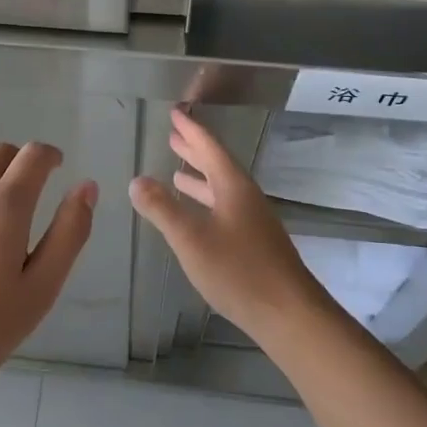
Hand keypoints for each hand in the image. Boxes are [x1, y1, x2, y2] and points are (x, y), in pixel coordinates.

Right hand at [128, 110, 325, 344]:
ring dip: (200, 177)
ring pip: (222, 188)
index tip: (175, 113)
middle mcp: (246, 197)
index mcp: (233, 187)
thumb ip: (162, 209)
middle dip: (195, 150)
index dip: (190, 130)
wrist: (289, 314)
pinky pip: (225, 207)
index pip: (209, 148)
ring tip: (177, 173)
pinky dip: (207, 201)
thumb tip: (136, 180)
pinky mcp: (255, 243)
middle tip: (174, 136)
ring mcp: (253, 221)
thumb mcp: (191, 239)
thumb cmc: (238, 271)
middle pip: (218, 165)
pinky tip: (197, 216)